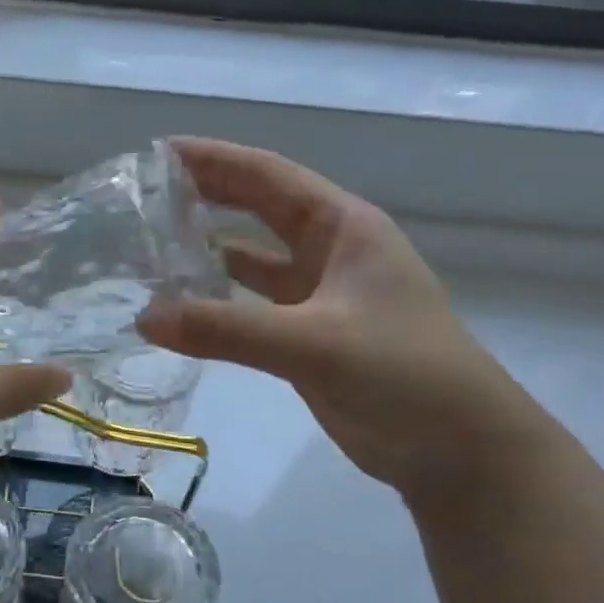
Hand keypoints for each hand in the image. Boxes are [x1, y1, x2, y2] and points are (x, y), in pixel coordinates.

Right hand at [139, 139, 544, 495]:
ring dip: (207, 250)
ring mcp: (319, 296)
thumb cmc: (405, 375)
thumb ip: (228, 330)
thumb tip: (144, 318)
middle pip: (258, 209)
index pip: (268, 176)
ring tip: (149, 246)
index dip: (214, 159)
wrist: (460, 450)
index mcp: (343, 227)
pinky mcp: (308, 338)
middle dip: (205, 196)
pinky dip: (216, 303)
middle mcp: (329, 251)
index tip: (157, 152)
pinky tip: (179, 308)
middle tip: (143, 194)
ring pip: (252, 260)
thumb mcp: (315, 344)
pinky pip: (250, 307)